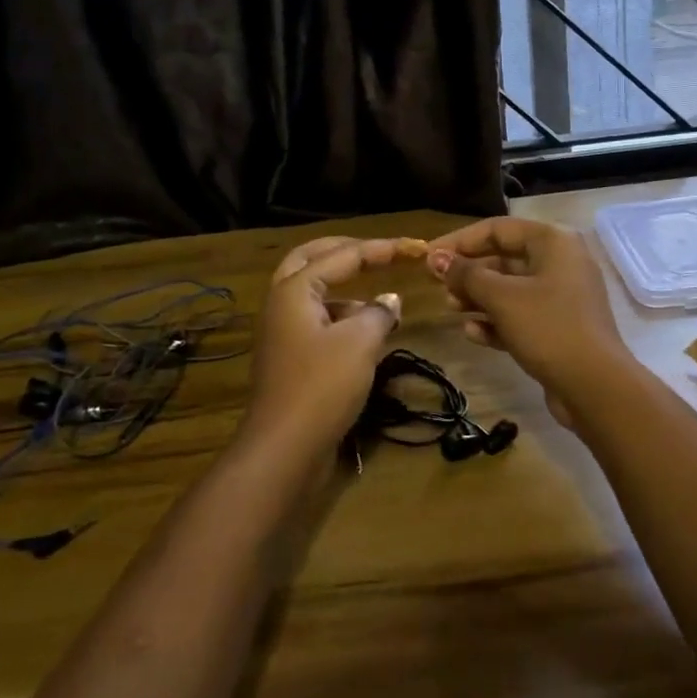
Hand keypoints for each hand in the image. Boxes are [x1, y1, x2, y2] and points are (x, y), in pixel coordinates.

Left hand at [242, 236, 404, 456]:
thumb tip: (390, 300)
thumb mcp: (360, 342)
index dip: (381, 249)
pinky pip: (317, 321)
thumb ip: (379, 312)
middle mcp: (282, 303)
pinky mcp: (290, 358)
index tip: (414, 247)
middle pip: (312, 259)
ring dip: (346, 289)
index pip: (343, 255)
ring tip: (383, 302)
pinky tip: (368, 334)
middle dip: (347, 252)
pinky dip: (342, 317)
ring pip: (314, 293)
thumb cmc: (322, 385)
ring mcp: (282, 332)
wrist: (284, 449)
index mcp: (295, 289)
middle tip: (378, 251)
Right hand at [426, 218, 628, 399]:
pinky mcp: (560, 326)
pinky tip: (473, 334)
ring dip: (479, 298)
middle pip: (504, 258)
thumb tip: (436, 258)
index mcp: (553, 241)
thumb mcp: (502, 298)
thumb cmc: (548, 327)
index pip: (497, 229)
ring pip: (511, 288)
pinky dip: (497, 321)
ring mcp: (562, 296)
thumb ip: (466, 275)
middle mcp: (560, 262)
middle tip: (438, 287)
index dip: (460, 241)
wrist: (595, 386)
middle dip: (469, 273)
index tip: (428, 256)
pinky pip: (521, 314)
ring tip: (451, 309)